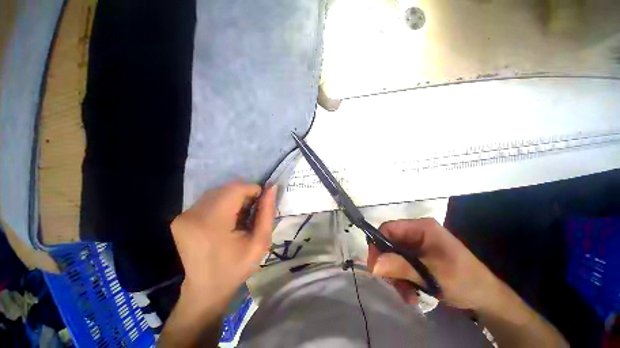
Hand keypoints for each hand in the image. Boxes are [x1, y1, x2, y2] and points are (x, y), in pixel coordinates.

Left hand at [171, 182, 276, 311]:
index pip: (236, 188)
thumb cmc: (236, 268)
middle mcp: (193, 214)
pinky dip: (223, 203)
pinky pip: (209, 199)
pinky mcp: (180, 217)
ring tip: (239, 217)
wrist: (205, 290)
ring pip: (218, 191)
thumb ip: (267, 212)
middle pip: (227, 188)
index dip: (253, 190)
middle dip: (244, 195)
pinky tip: (226, 220)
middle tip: (251, 213)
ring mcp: (184, 215)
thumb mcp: (260, 242)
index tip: (260, 205)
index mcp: (212, 222)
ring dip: (234, 198)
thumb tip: (272, 188)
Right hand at [367, 218, 499, 309]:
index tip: (374, 266)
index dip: (377, 245)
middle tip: (392, 284)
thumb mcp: (431, 274)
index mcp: (421, 228)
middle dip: (389, 265)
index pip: (388, 229)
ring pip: (393, 257)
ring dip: (396, 277)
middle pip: (389, 244)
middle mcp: (416, 234)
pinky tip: (411, 294)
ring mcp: (417, 246)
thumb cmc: (463, 280)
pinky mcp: (418, 258)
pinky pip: (401, 266)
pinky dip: (402, 280)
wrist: (486, 297)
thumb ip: (400, 267)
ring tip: (407, 295)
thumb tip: (372, 265)